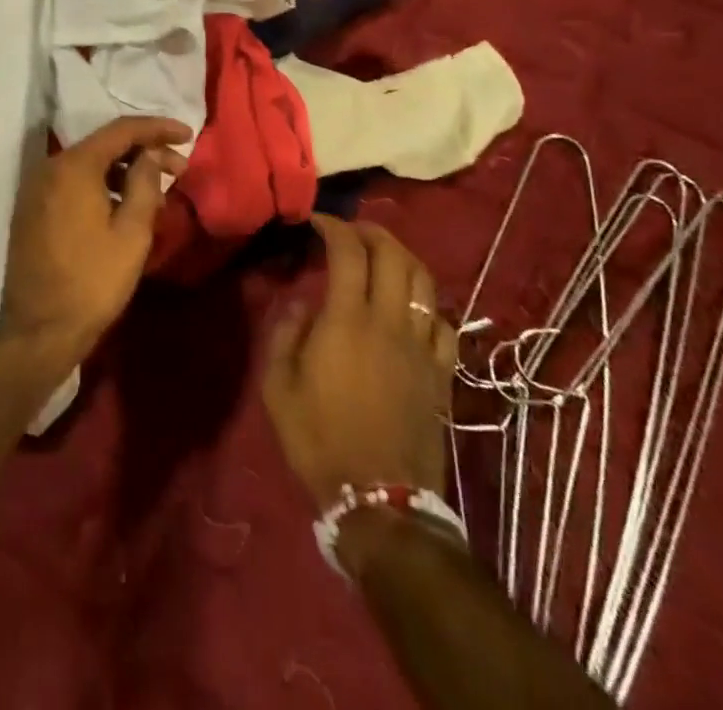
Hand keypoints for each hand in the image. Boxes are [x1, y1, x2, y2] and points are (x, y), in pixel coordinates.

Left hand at [0, 116, 190, 376]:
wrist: (39, 330)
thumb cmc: (93, 281)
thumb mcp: (132, 233)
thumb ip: (145, 183)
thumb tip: (150, 154)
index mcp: (74, 166)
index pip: (121, 130)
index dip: (157, 128)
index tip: (188, 134)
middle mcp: (50, 167)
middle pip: (104, 145)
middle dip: (143, 151)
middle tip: (179, 168)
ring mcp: (36, 188)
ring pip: (88, 165)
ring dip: (123, 170)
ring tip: (156, 190)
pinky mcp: (32, 209)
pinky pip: (73, 183)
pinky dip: (101, 185)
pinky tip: (124, 205)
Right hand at [263, 215, 457, 510]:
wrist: (380, 500)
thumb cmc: (320, 440)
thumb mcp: (279, 387)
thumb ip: (285, 335)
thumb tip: (302, 305)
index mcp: (347, 321)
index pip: (349, 253)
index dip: (334, 227)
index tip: (317, 221)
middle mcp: (389, 323)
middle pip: (394, 256)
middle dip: (372, 232)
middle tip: (351, 230)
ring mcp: (421, 348)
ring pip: (424, 283)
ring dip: (402, 257)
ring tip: (382, 255)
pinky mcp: (441, 374)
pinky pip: (443, 324)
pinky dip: (426, 303)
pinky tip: (412, 307)